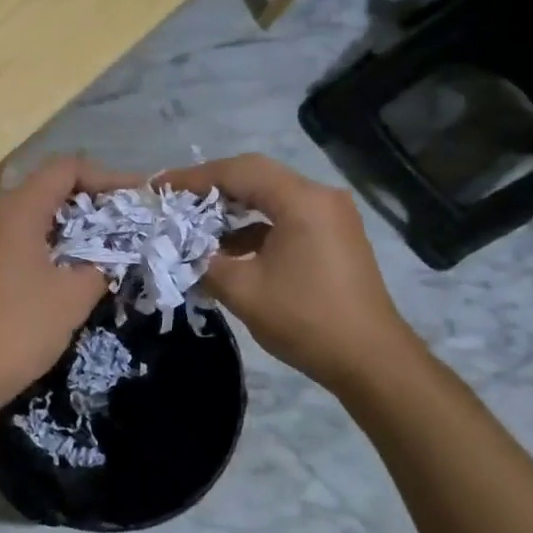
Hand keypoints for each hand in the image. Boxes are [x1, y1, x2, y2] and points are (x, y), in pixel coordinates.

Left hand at [0, 157, 108, 413]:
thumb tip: (113, 253)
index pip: (66, 168)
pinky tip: (66, 258)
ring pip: (29, 208)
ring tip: (100, 239)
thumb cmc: (20, 328)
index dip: (105, 177)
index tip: (135, 197)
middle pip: (46, 184)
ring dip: (66, 219)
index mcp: (16, 208)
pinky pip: (13, 229)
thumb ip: (101, 262)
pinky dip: (43, 235)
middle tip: (123, 218)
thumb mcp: (74, 296)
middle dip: (89, 198)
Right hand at [160, 153, 417, 394]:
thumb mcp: (242, 291)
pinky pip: (286, 218)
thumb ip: (204, 261)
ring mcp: (331, 217)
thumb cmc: (306, 320)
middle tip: (174, 200)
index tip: (160, 187)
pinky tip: (228, 250)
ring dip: (233, 209)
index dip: (194, 177)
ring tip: (194, 224)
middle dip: (211, 188)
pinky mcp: (333, 237)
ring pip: (271, 197)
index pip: (238, 171)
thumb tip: (179, 249)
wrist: (371, 361)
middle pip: (256, 177)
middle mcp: (320, 197)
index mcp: (301, 200)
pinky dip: (254, 228)